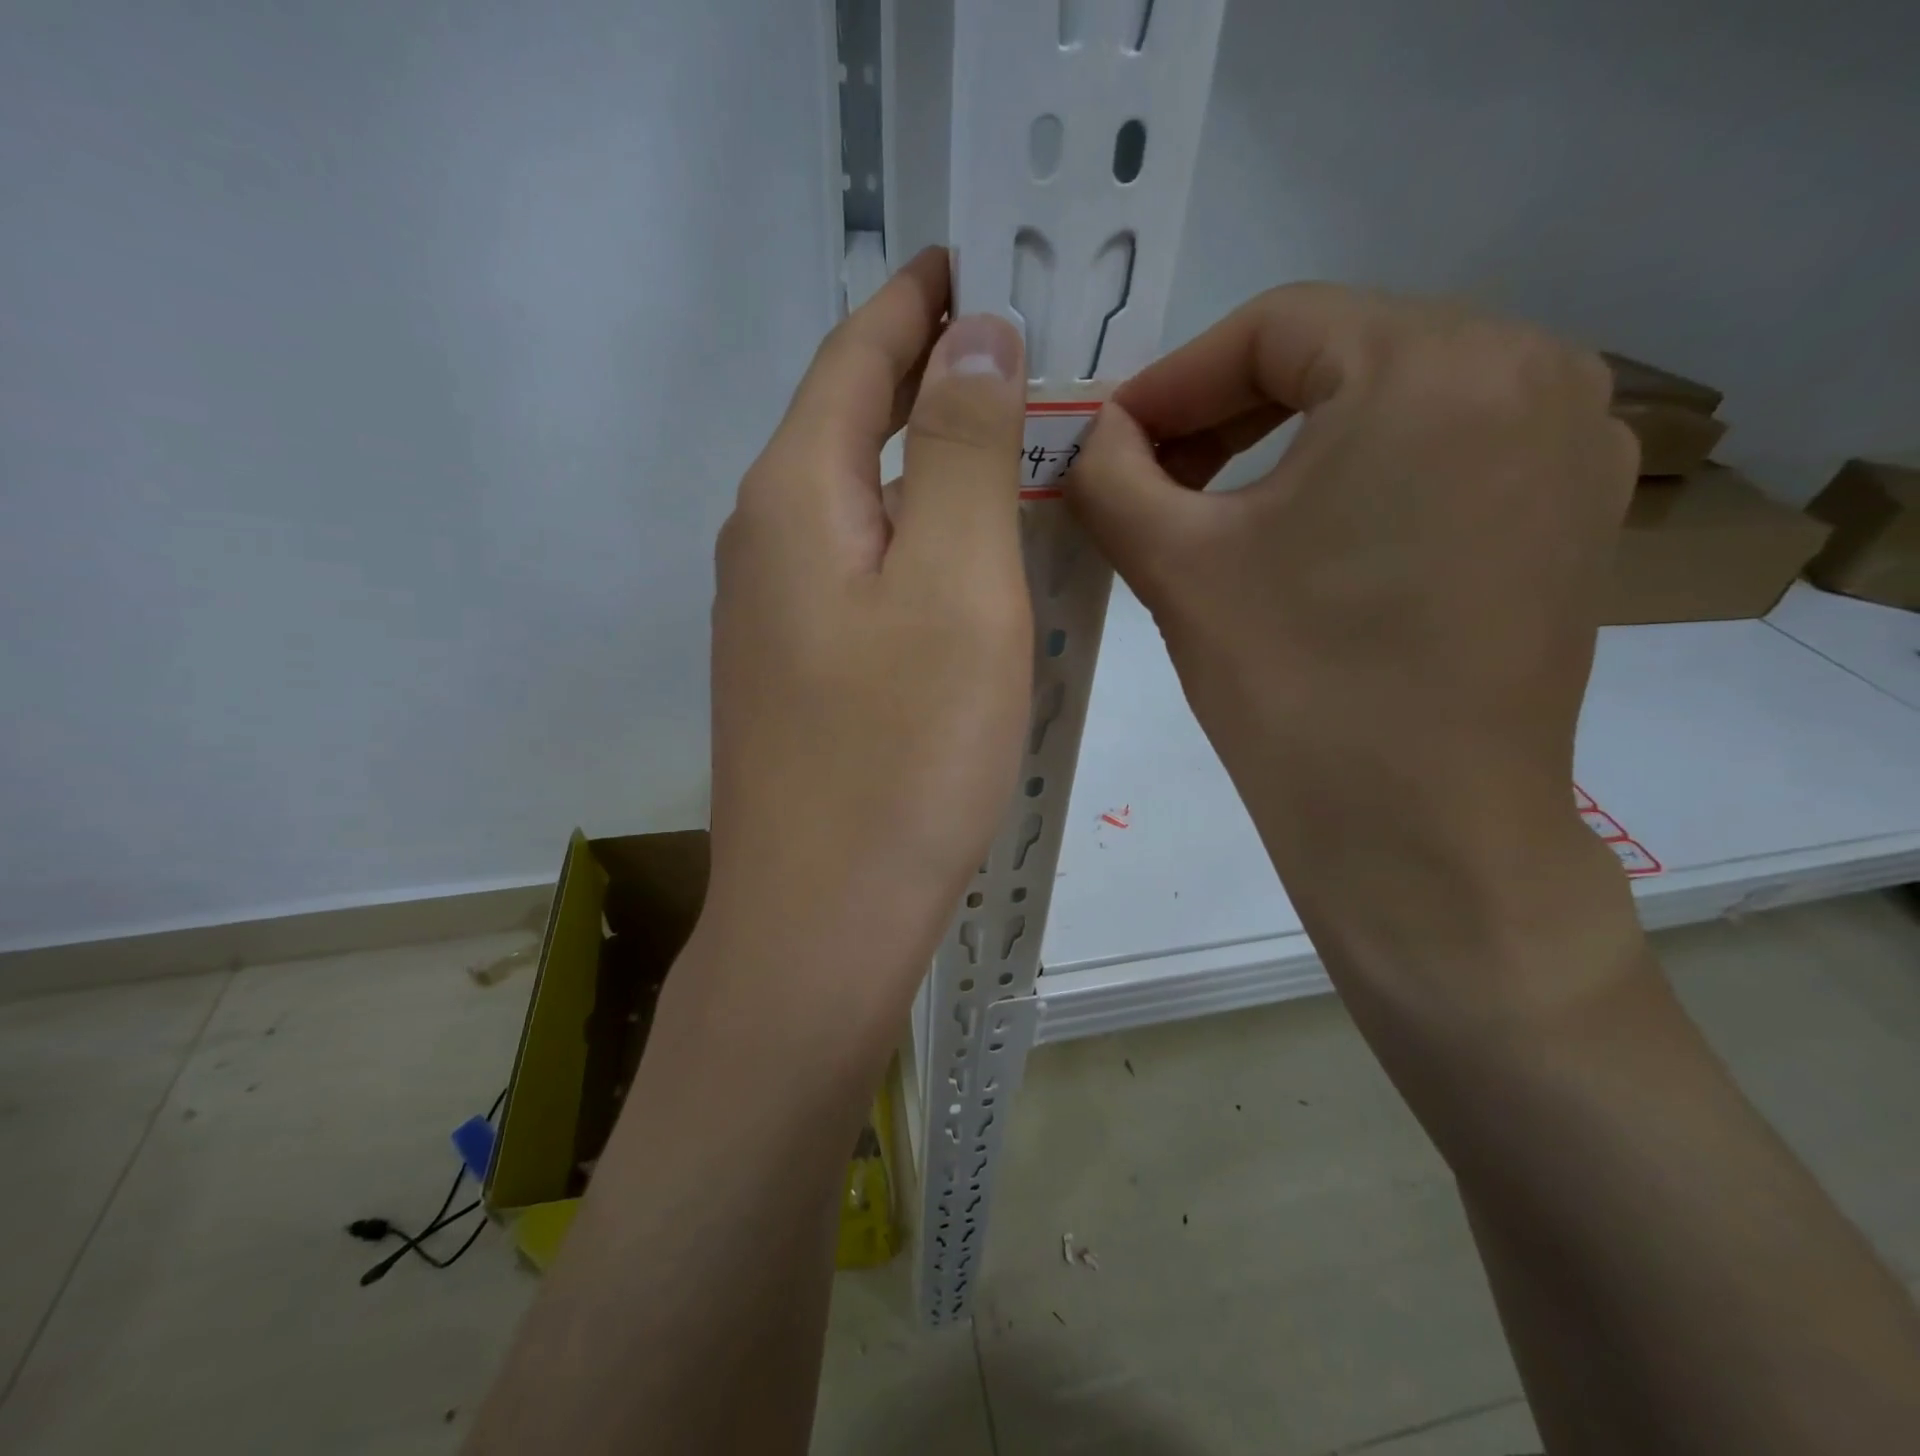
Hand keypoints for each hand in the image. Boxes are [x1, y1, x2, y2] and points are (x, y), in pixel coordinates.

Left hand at [704, 249, 1030, 1021]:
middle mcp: (765, 541)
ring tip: (1004, 440)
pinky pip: (861, 569)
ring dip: (925, 461)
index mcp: (796, 496)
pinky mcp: (797, 672)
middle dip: (927, 372)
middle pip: (851, 423)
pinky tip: (960, 555)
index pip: (857, 354)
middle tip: (1016, 348)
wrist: (824, 918)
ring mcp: (772, 614)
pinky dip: (914, 537)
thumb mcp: (958, 585)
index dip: (917, 300)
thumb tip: (975, 334)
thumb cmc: (903, 754)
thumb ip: (967, 448)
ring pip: (859, 502)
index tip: (976, 256)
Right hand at [1069, 285, 1640, 1016]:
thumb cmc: (1293, 688)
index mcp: (1437, 362)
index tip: (1109, 439)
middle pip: (1340, 354)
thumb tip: (1092, 434)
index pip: (1273, 324)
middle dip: (1228, 411)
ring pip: (1394, 401)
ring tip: (1219, 508)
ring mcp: (1574, 443)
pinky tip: (1309, 537)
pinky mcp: (1575, 513)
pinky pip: (1446, 453)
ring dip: (1292, 441)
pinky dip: (1362, 474)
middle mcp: (1535, 370)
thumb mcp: (1176, 565)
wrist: (1421, 837)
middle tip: (1154, 477)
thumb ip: (1110, 474)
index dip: (1172, 381)